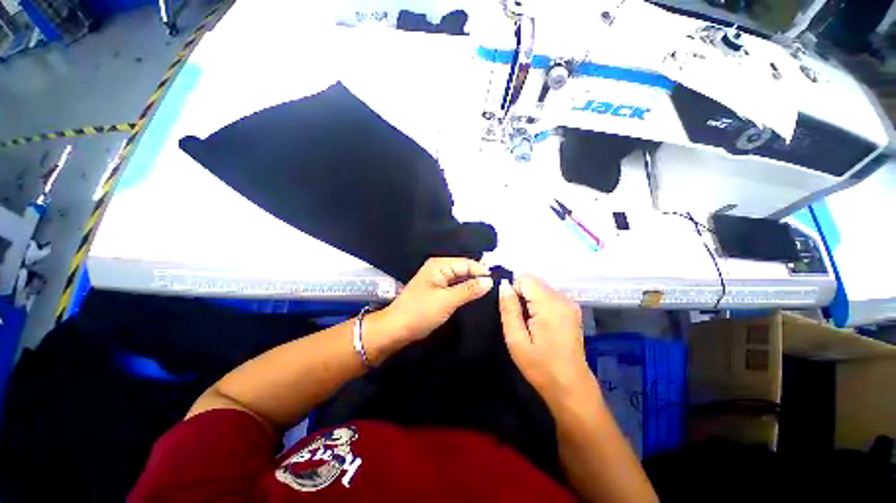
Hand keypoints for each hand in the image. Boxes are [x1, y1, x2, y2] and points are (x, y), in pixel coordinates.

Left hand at [382, 257, 493, 341]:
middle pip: (465, 270)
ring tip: (491, 295)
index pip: (467, 263)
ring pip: (461, 279)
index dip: (482, 272)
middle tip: (497, 290)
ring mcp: (438, 279)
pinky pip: (456, 287)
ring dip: (473, 286)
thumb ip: (469, 289)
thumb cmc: (420, 312)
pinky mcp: (438, 291)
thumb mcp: (446, 301)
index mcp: (439, 265)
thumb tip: (490, 281)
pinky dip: (465, 292)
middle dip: (479, 278)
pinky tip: (476, 298)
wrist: (396, 329)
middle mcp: (439, 268)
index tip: (499, 284)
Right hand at [498, 276, 593, 404]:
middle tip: (519, 321)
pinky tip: (539, 324)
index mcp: (550, 304)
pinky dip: (539, 305)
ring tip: (528, 324)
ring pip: (540, 289)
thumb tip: (504, 285)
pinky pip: (548, 297)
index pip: (525, 279)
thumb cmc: (540, 366)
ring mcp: (570, 304)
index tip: (511, 311)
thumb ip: (509, 309)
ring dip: (529, 301)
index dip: (513, 291)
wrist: (571, 387)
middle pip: (534, 282)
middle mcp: (563, 299)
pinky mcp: (572, 310)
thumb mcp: (516, 340)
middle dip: (521, 296)